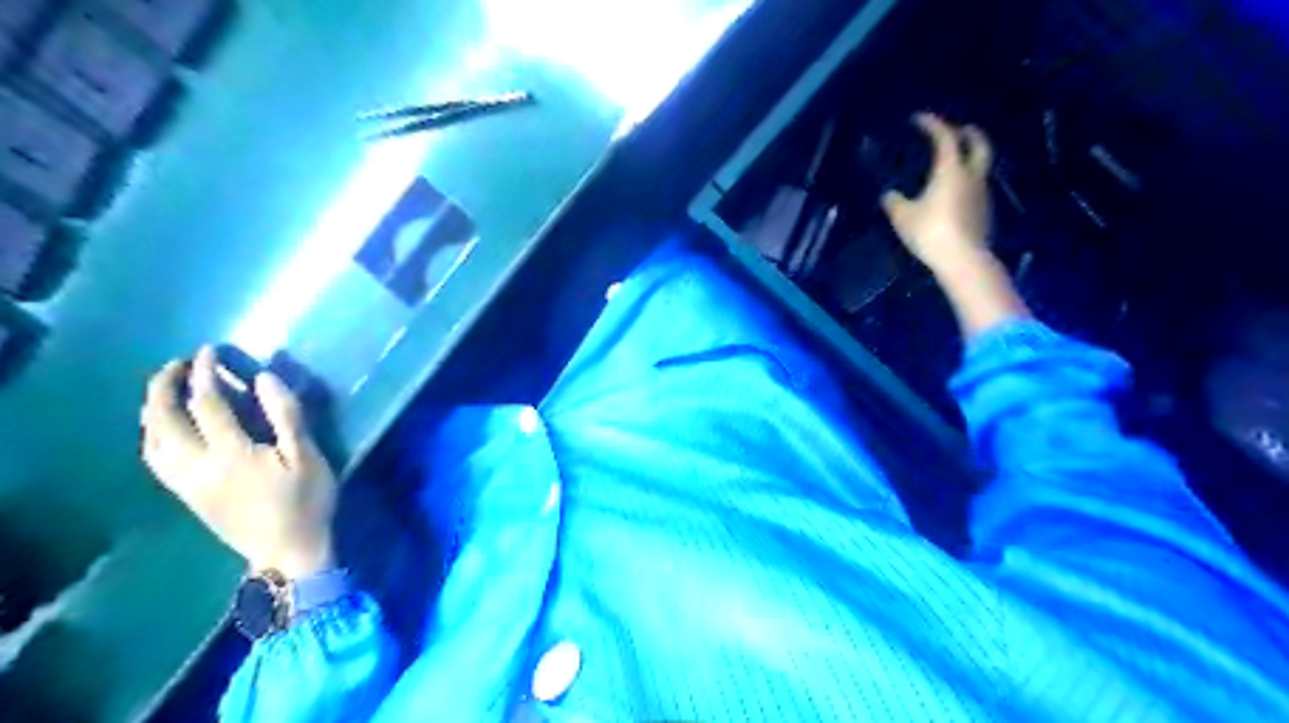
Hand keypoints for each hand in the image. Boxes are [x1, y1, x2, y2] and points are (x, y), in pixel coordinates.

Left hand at [142, 347, 335, 579]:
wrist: (287, 552)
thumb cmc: (307, 501)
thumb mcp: (308, 456)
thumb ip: (286, 415)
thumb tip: (264, 379)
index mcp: (231, 454)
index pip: (206, 403)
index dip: (204, 373)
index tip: (208, 351)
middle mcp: (197, 465)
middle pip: (163, 419)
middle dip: (164, 386)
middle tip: (177, 365)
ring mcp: (186, 482)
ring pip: (151, 439)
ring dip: (152, 409)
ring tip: (166, 391)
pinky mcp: (186, 494)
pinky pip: (155, 457)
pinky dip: (153, 433)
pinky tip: (165, 427)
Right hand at [886, 113, 995, 275]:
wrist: (963, 259)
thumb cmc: (930, 232)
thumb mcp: (903, 218)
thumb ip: (894, 202)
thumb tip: (888, 194)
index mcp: (951, 170)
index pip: (945, 137)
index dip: (933, 124)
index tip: (919, 118)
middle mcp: (971, 176)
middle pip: (979, 145)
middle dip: (970, 133)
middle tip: (961, 128)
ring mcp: (981, 194)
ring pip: (980, 167)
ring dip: (970, 159)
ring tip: (955, 163)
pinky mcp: (984, 212)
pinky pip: (976, 188)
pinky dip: (967, 182)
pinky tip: (955, 193)